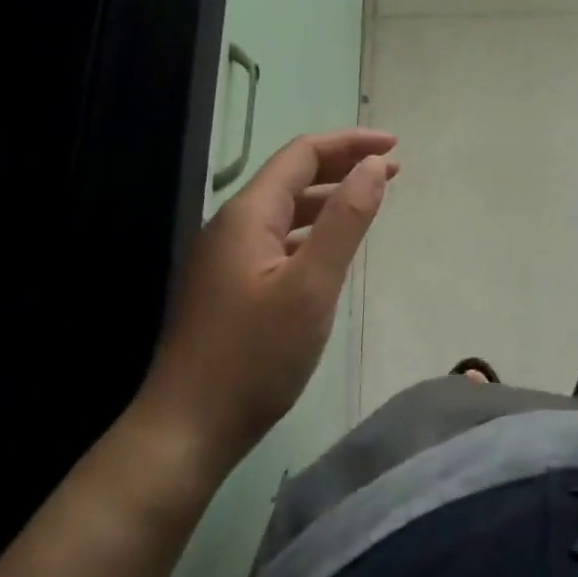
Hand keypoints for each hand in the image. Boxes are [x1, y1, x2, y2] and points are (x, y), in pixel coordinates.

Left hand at [132, 129, 397, 474]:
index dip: (350, 142)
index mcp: (248, 214)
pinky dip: (312, 230)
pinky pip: (278, 239)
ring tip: (370, 199)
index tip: (394, 145)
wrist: (183, 434)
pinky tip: (330, 248)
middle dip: (343, 165)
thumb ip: (345, 220)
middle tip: (392, 169)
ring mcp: (226, 257)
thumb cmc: (253, 358)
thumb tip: (374, 165)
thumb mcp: (311, 286)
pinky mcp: (228, 286)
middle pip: (292, 176)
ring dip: (329, 197)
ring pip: (285, 209)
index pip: (303, 154)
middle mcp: (233, 225)